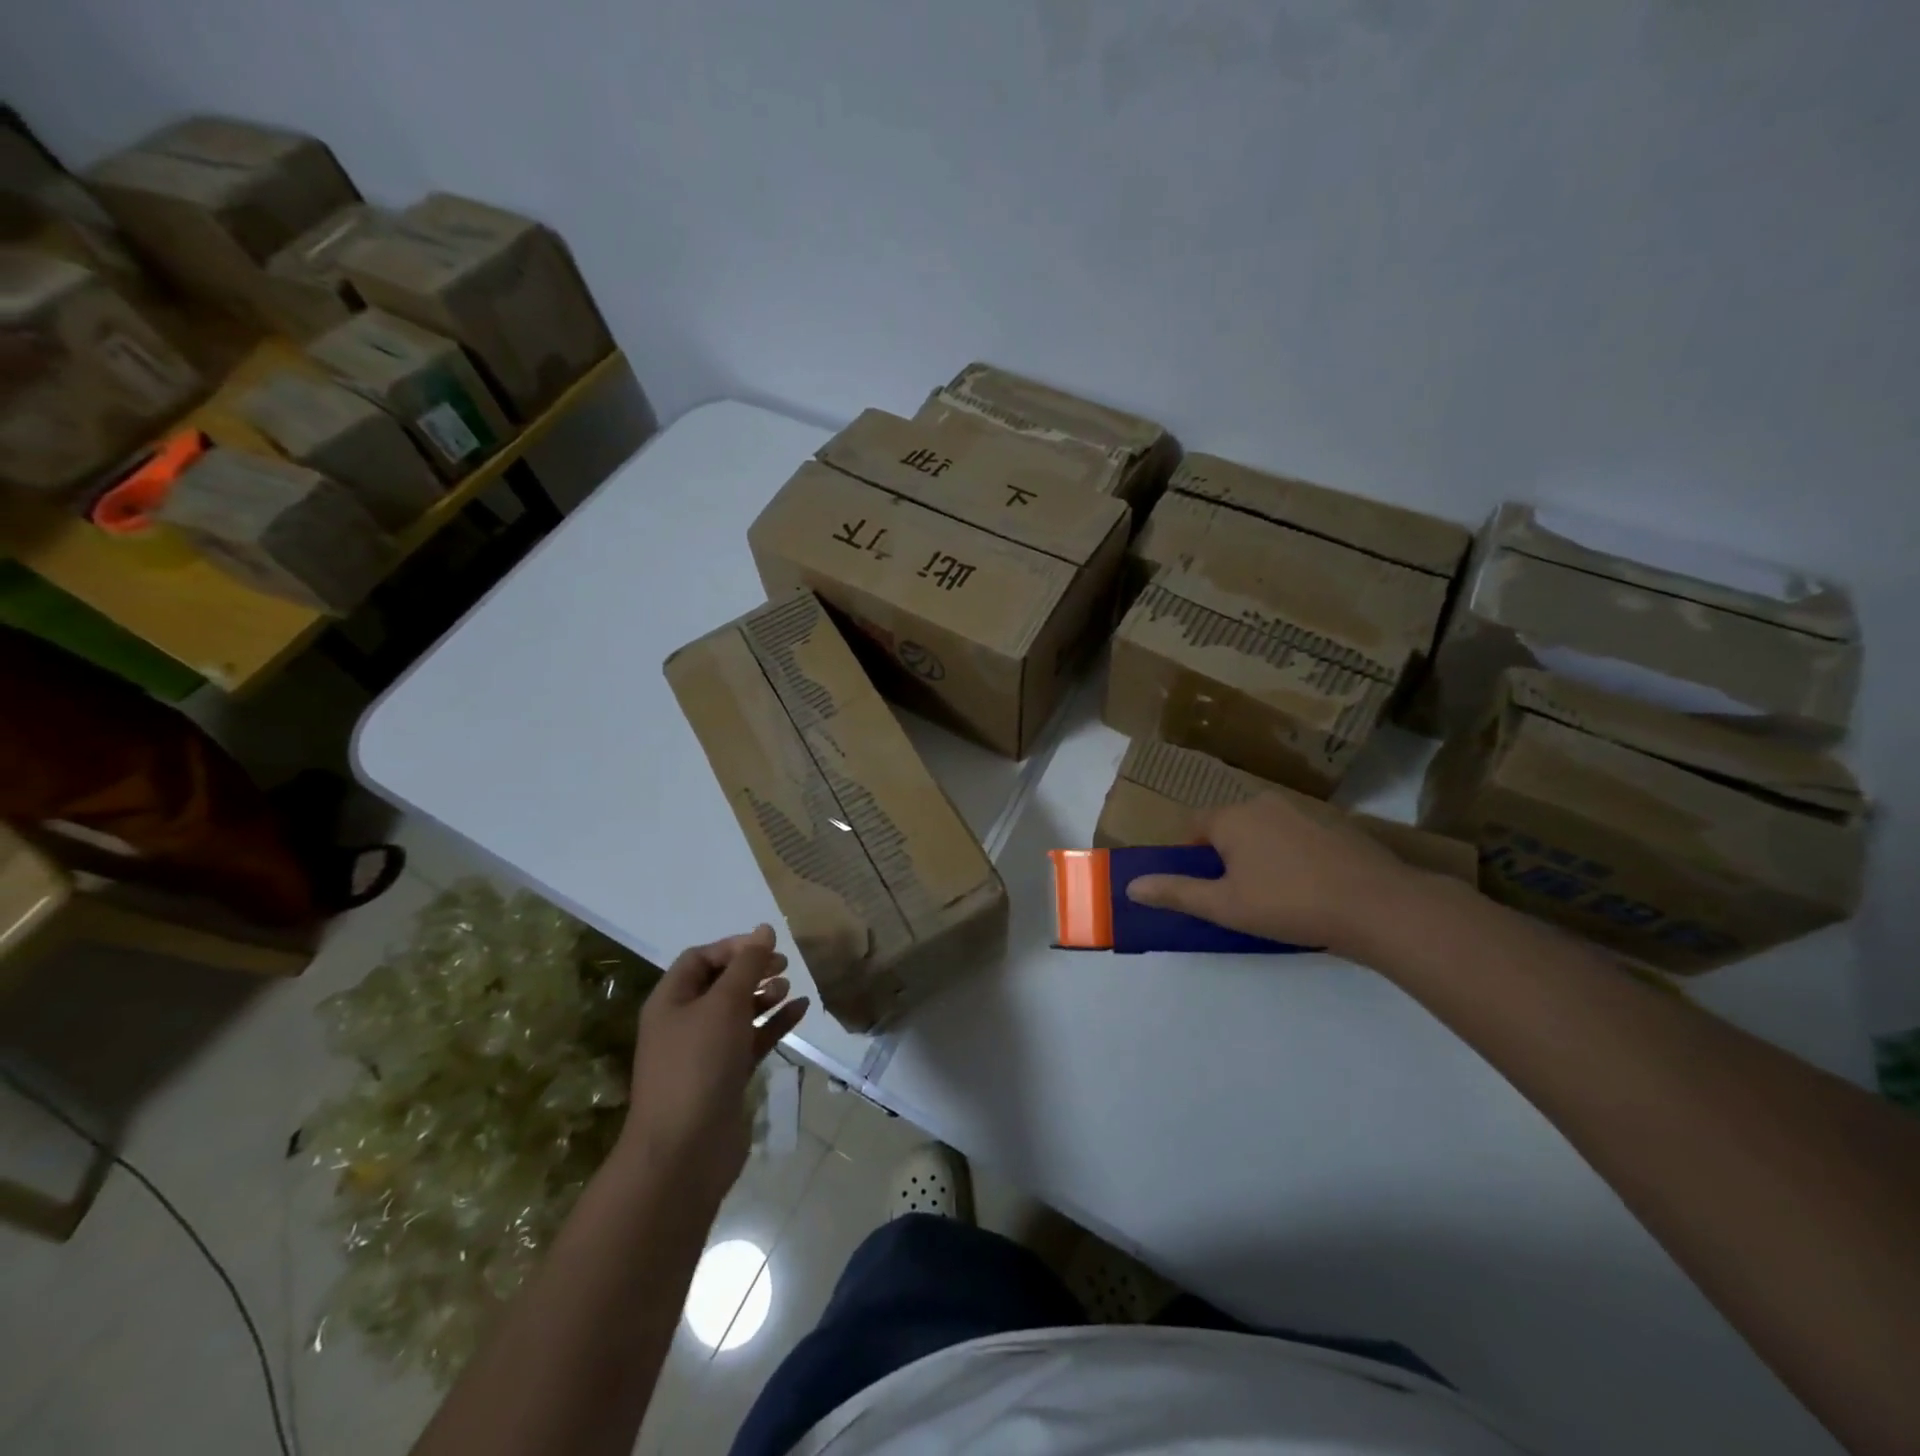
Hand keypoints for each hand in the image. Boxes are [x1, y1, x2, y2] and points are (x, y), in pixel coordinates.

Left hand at [618, 925, 807, 1210]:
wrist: (685, 1151)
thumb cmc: (699, 1065)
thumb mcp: (724, 1004)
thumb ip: (747, 965)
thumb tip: (764, 929)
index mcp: (671, 1001)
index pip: (700, 958)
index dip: (734, 948)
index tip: (768, 947)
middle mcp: (684, 1022)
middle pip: (720, 984)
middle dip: (752, 970)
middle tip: (783, 965)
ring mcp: (705, 1053)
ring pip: (738, 1013)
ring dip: (765, 996)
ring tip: (790, 988)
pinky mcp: (726, 1077)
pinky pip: (752, 1040)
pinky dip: (774, 1025)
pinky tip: (801, 1011)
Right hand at [1125, 794, 1417, 954]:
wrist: (1379, 906)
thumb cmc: (1289, 904)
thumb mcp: (1225, 906)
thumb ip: (1176, 893)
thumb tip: (1131, 886)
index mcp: (1232, 817)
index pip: (1193, 826)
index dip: (1188, 856)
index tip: (1200, 886)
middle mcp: (1264, 803)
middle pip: (1229, 826)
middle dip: (1224, 856)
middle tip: (1236, 896)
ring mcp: (1304, 811)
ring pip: (1264, 831)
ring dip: (1259, 855)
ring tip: (1274, 896)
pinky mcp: (1336, 825)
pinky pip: (1296, 837)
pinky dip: (1292, 856)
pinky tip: (1309, 888)